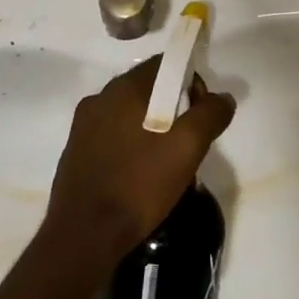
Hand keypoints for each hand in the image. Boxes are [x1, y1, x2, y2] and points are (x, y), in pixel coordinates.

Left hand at [43, 55, 236, 265]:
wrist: (85, 234)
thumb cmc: (139, 184)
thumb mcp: (187, 148)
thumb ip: (210, 115)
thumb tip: (223, 98)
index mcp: (124, 88)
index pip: (165, 65)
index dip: (191, 83)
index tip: (200, 116)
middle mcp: (100, 97)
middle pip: (147, 88)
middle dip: (173, 108)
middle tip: (187, 143)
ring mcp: (83, 125)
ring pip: (129, 113)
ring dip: (151, 128)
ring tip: (165, 163)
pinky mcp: (75, 150)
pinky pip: (112, 135)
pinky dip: (130, 144)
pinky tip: (139, 174)